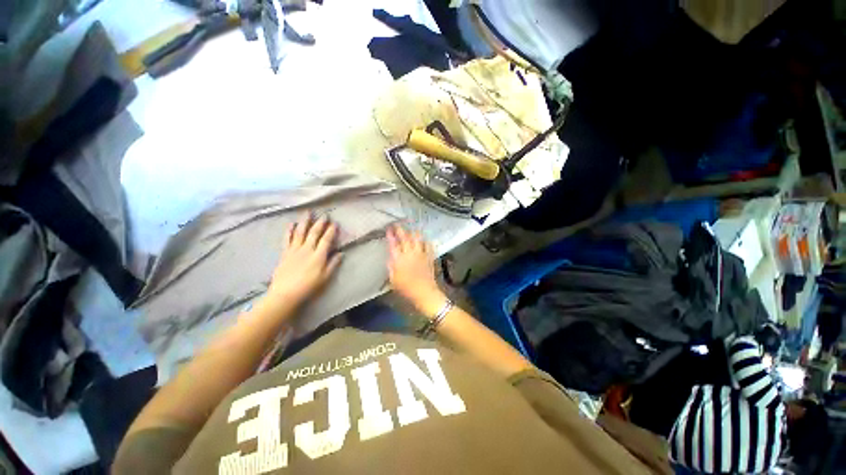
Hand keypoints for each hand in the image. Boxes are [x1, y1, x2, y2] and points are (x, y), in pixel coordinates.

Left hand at [266, 214, 341, 307]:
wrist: (285, 293)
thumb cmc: (308, 286)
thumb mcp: (325, 277)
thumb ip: (333, 264)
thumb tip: (340, 253)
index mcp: (318, 256)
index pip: (326, 239)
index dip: (331, 231)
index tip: (335, 223)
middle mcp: (307, 249)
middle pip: (314, 233)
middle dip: (320, 223)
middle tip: (324, 215)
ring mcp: (295, 250)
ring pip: (300, 232)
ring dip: (305, 222)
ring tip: (308, 213)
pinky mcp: (285, 252)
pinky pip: (287, 239)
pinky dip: (289, 230)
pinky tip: (291, 224)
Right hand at [386, 225, 445, 317]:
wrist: (424, 292)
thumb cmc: (406, 289)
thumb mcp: (393, 280)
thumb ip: (391, 267)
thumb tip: (391, 258)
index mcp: (399, 259)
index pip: (393, 244)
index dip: (391, 235)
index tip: (389, 229)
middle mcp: (410, 253)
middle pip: (405, 238)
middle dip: (401, 229)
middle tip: (398, 224)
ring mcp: (421, 254)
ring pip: (417, 238)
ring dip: (413, 232)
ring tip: (411, 228)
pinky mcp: (429, 256)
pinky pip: (428, 245)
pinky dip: (426, 240)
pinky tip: (424, 239)